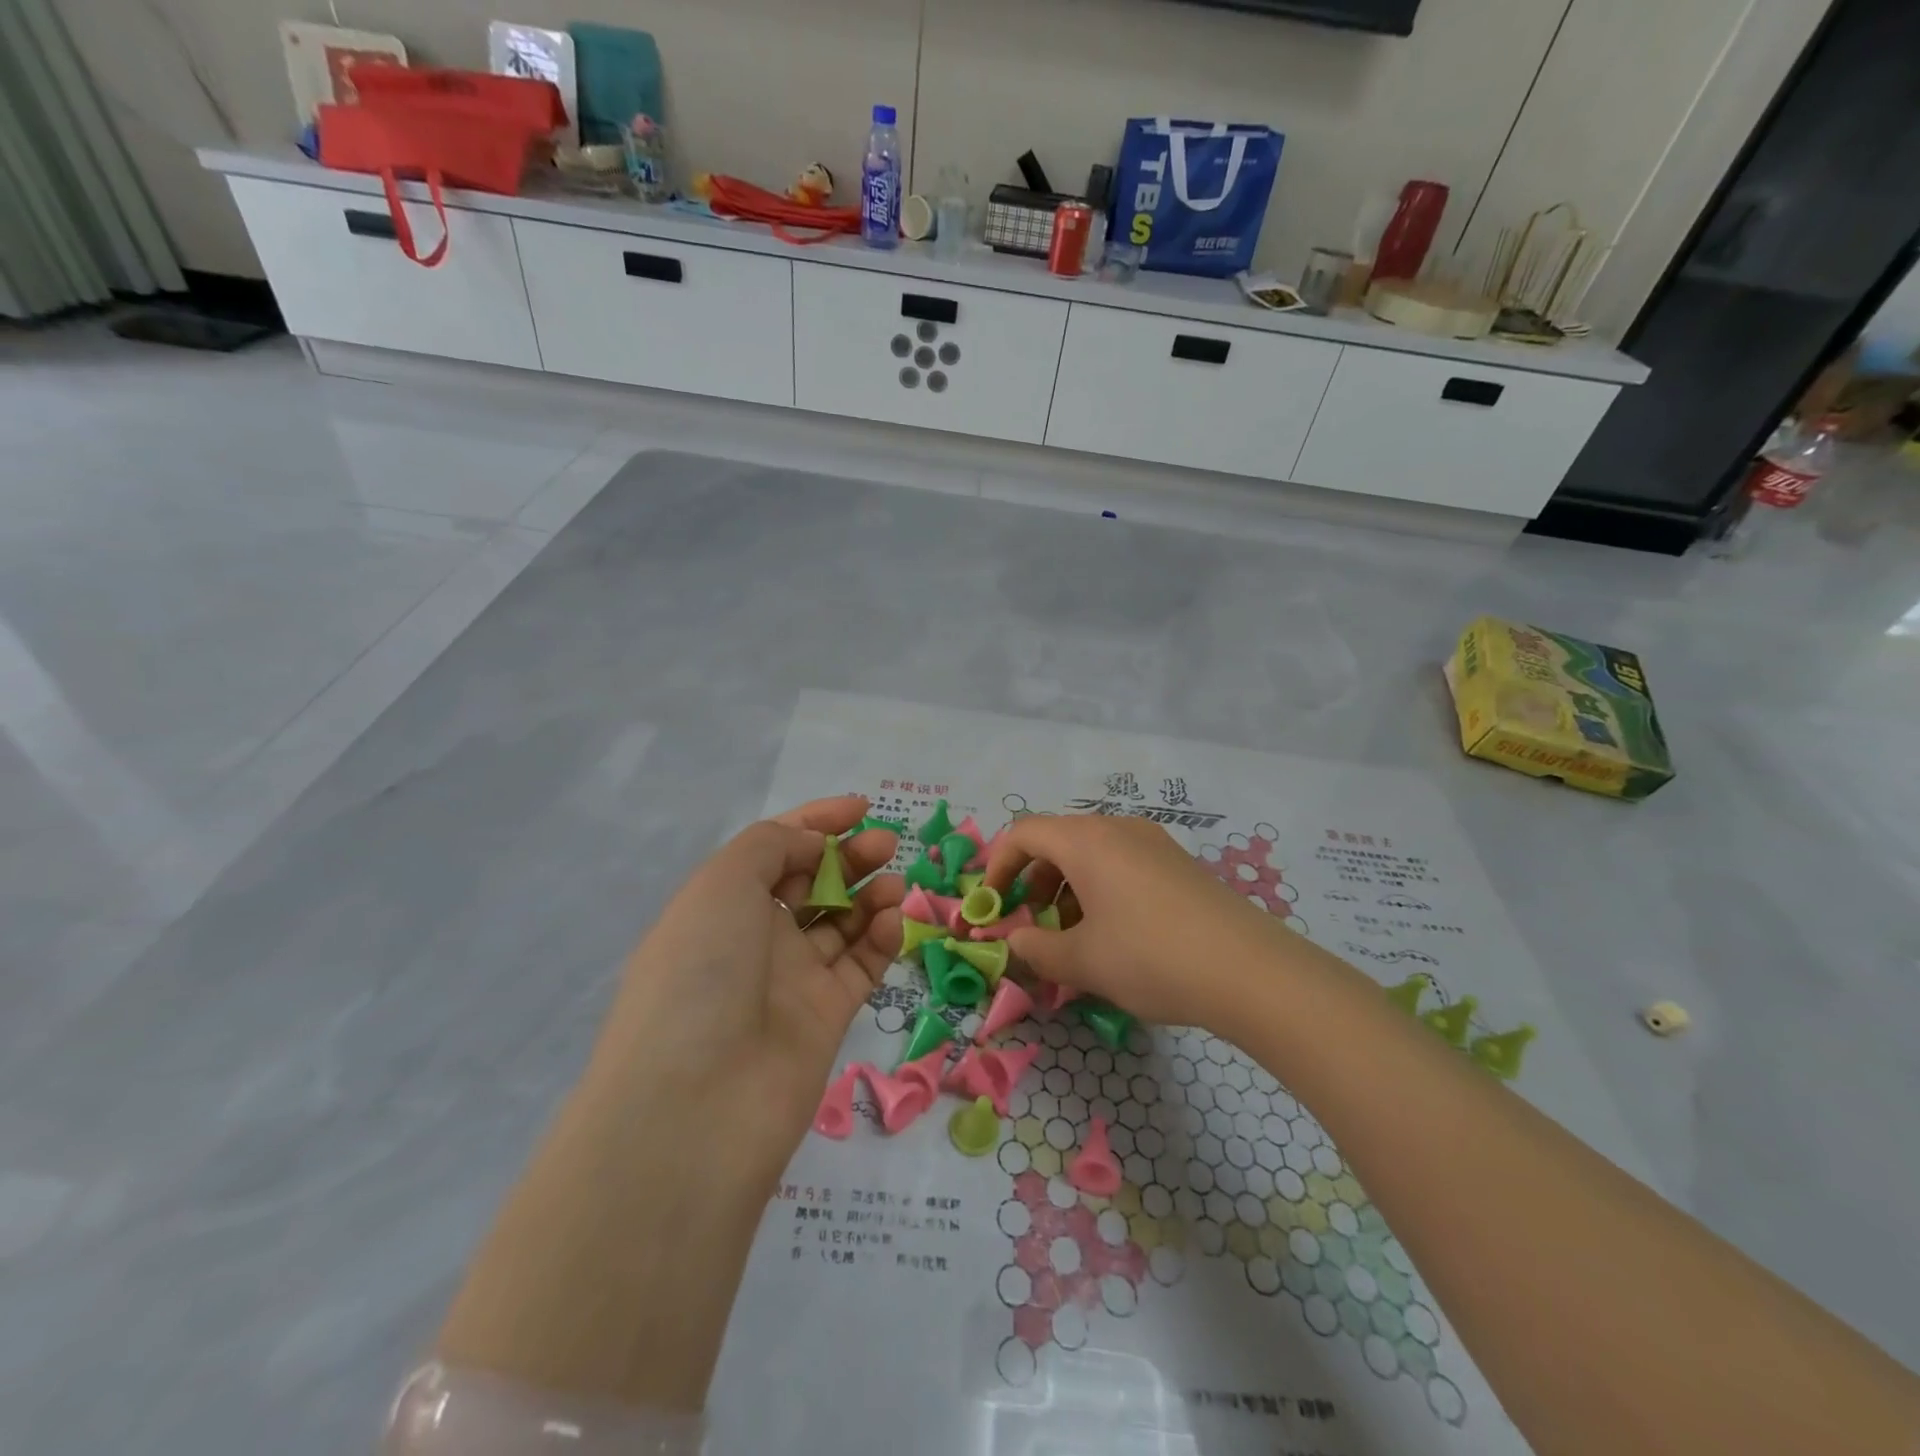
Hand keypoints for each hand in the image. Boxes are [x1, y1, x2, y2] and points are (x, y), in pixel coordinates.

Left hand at [586, 794, 904, 1187]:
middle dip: (850, 856)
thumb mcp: (722, 882)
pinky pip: (860, 966)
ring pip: (842, 924)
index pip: (776, 849)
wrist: (697, 1103)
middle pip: (813, 883)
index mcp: (721, 903)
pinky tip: (893, 922)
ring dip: (871, 896)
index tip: (861, 808)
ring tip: (896, 882)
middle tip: (886, 843)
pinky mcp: (825, 1017)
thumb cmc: (702, 972)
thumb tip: (813, 846)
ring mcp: (791, 980)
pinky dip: (881, 939)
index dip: (817, 822)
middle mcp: (754, 938)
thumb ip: (773, 845)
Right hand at [984, 813, 1293, 1032]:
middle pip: (1057, 841)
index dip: (998, 865)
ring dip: (1067, 888)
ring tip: (1072, 936)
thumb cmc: (1151, 958)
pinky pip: (1122, 864)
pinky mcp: (1178, 864)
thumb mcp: (1083, 962)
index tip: (991, 905)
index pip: (1023, 832)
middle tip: (1032, 925)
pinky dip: (1100, 890)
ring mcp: (1154, 843)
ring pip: (1091, 854)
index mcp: (1087, 840)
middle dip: (1033, 881)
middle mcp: (1118, 828)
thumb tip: (1016, 940)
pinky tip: (1114, 935)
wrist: (1251, 971)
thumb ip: (1036, 949)